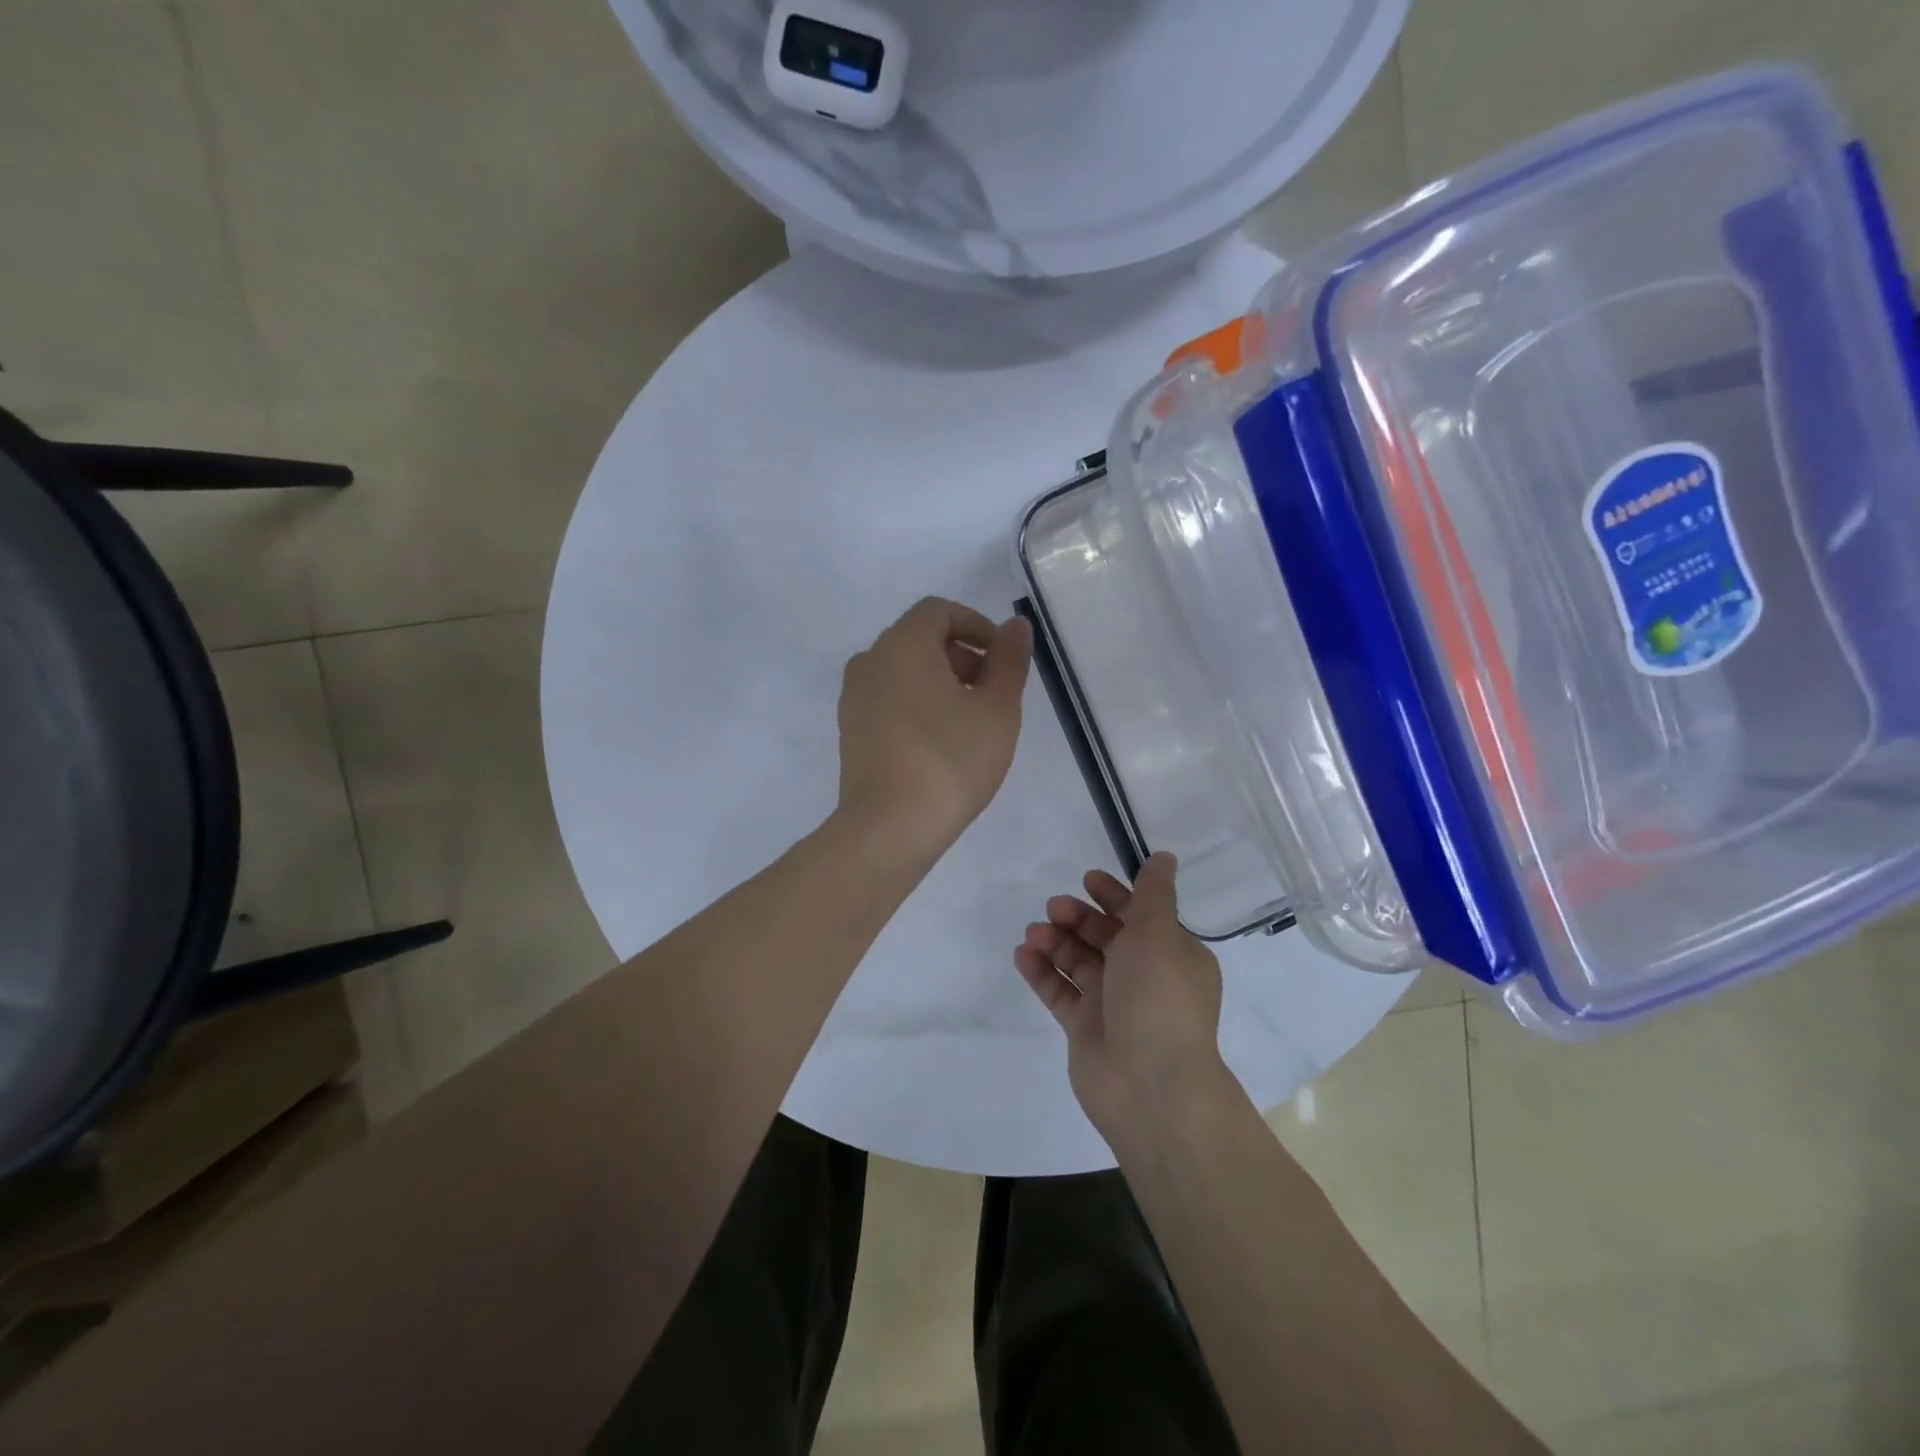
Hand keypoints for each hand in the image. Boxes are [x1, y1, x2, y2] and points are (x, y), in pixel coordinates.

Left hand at [837, 597, 1032, 860]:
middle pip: (920, 639)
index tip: (1003, 657)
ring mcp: (854, 698)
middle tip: (994, 693)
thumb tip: (1016, 626)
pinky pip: (889, 699)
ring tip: (972, 721)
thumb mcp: (996, 708)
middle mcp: (870, 661)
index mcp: (902, 644)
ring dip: (942, 682)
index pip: (939, 611)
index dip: (976, 625)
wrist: (889, 827)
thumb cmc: (950, 759)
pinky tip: (942, 742)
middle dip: (962, 656)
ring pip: (904, 672)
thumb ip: (1009, 660)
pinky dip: (918, 704)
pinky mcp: (850, 731)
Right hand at [1014, 853, 1230, 1137]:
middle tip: (1054, 908)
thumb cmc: (1158, 999)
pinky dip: (1041, 971)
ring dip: (1056, 942)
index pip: (1141, 915)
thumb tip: (1165, 857)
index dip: (1114, 895)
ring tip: (1033, 934)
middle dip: (1079, 918)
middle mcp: (1143, 976)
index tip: (1087, 879)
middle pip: (1106, 936)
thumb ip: (1153, 895)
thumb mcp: (1158, 935)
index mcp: (1171, 955)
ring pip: (1079, 962)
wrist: (1149, 1086)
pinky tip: (1022, 955)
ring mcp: (1112, 1004)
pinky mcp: (1084, 1028)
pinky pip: (1059, 991)